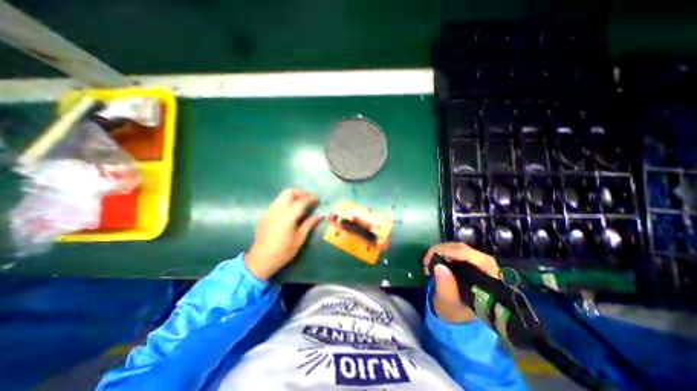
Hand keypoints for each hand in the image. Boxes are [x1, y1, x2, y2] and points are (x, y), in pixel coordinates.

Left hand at [245, 188, 323, 280]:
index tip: (318, 199)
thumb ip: (309, 224)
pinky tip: (290, 209)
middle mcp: (277, 210)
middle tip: (309, 198)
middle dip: (300, 192)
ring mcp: (269, 211)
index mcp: (287, 217)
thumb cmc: (283, 251)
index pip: (301, 201)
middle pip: (289, 193)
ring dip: (292, 195)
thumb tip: (320, 215)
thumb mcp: (299, 239)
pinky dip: (285, 200)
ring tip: (301, 201)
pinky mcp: (265, 215)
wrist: (260, 260)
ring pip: (281, 195)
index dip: (311, 198)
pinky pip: (276, 202)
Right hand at [419, 243, 500, 321]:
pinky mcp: (469, 260)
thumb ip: (446, 287)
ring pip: (460, 247)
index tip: (436, 255)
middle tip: (428, 259)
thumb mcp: (448, 303)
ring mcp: (478, 263)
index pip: (479, 260)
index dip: (457, 253)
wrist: (457, 314)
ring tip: (429, 259)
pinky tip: (434, 258)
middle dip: (445, 250)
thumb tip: (439, 266)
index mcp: (491, 283)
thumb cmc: (455, 311)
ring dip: (442, 250)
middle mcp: (488, 269)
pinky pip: (456, 249)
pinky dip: (443, 251)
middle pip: (467, 250)